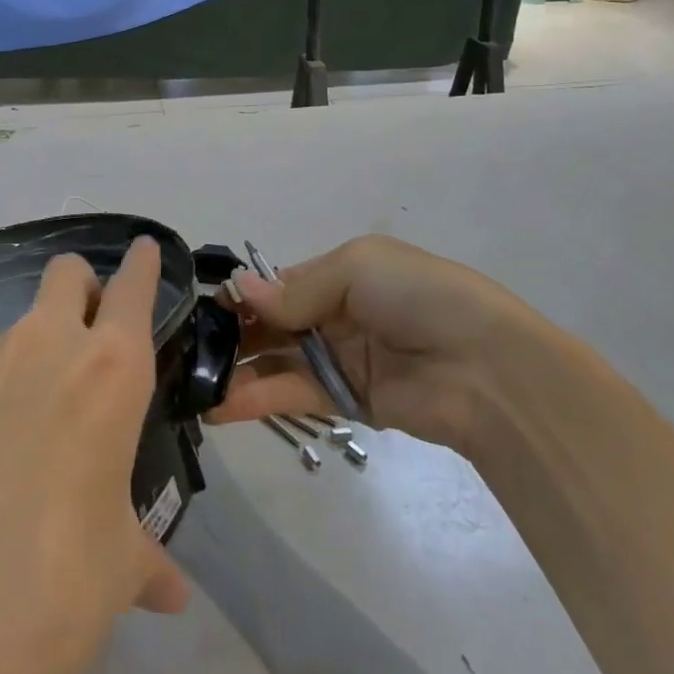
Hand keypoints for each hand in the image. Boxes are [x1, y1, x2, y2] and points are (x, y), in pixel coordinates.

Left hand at [0, 237, 189, 673]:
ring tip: (18, 438)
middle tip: (85, 340)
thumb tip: (170, 593)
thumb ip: (147, 560)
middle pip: (64, 273)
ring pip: (10, 334)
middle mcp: (41, 347)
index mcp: (108, 370)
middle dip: (80, 289)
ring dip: (24, 362)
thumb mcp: (118, 570)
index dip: (141, 264)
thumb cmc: (57, 591)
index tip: (143, 250)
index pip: (133, 287)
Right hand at [211, 234, 529, 454]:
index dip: (244, 295)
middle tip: (186, 349)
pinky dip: (256, 399)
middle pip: (272, 323)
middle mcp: (334, 314)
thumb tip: (240, 290)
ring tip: (191, 385)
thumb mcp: (357, 268)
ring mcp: (338, 360)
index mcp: (340, 274)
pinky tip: (219, 406)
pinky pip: (292, 394)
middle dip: (233, 334)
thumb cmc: (419, 296)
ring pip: (275, 361)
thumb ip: (296, 287)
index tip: (201, 308)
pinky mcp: (344, 403)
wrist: (486, 369)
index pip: (279, 284)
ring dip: (236, 371)